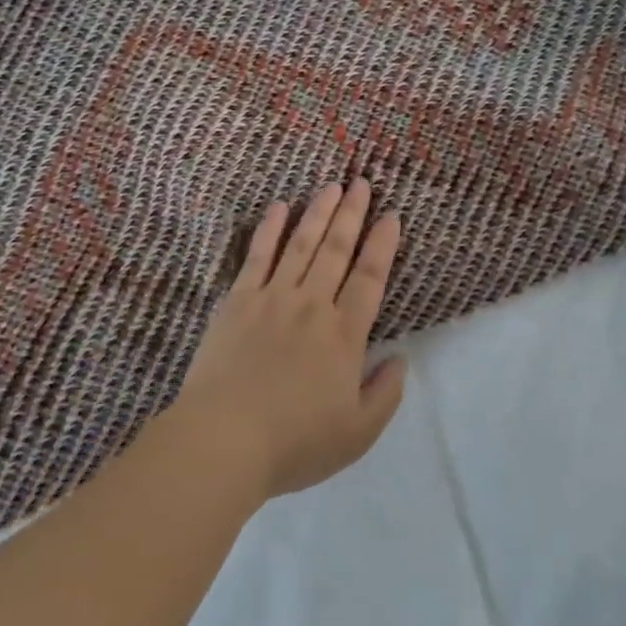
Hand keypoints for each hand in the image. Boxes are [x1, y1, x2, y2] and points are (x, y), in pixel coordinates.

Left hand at [175, 180, 406, 498]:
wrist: (224, 439)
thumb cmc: (295, 443)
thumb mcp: (357, 433)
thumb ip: (385, 394)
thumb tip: (401, 360)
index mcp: (344, 335)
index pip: (370, 277)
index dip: (383, 244)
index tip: (391, 216)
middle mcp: (312, 305)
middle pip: (336, 250)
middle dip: (352, 214)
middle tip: (361, 183)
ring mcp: (272, 298)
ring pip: (301, 244)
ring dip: (318, 212)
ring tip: (331, 185)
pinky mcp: (238, 301)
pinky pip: (258, 256)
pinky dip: (270, 229)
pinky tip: (280, 208)